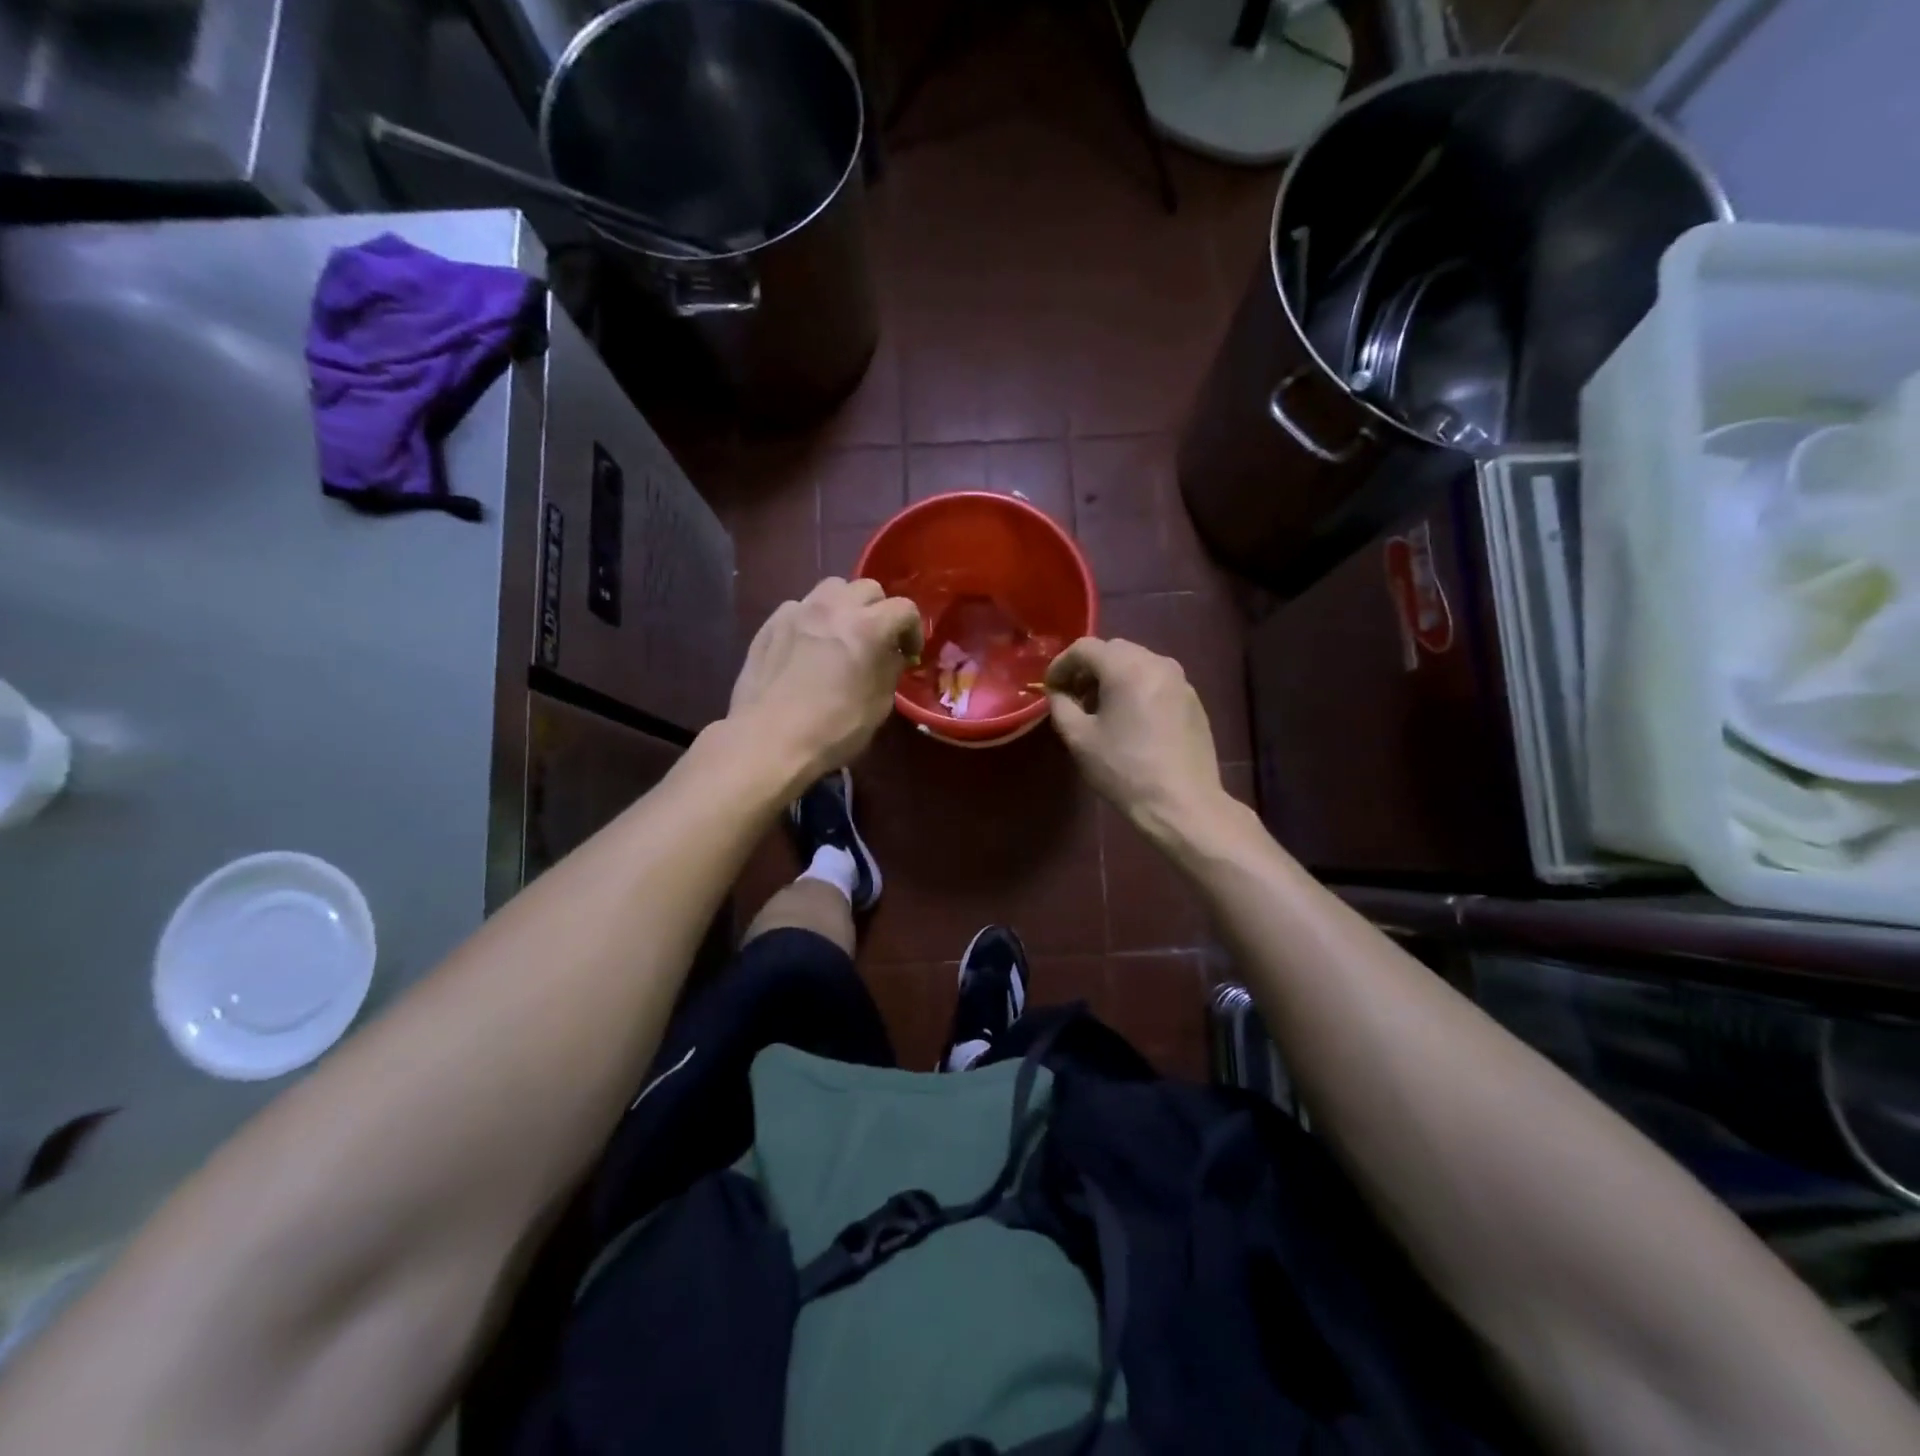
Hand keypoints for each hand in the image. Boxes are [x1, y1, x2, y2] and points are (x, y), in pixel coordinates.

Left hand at [729, 577, 923, 786]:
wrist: (768, 740)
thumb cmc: (832, 729)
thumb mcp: (878, 705)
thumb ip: (890, 670)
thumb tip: (891, 655)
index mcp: (867, 627)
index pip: (904, 608)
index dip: (913, 629)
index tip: (909, 652)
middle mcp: (833, 608)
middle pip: (867, 589)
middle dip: (879, 610)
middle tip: (877, 639)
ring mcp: (798, 612)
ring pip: (831, 588)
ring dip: (845, 606)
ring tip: (841, 633)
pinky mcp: (770, 624)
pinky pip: (799, 607)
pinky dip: (812, 619)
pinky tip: (807, 645)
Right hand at [1045, 637, 1223, 842]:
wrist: (1181, 803)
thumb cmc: (1124, 770)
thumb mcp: (1079, 738)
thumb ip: (1061, 705)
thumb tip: (1058, 693)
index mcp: (1126, 667)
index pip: (1084, 647)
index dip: (1061, 664)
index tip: (1050, 689)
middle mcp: (1157, 663)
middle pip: (1113, 651)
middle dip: (1088, 669)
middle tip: (1074, 698)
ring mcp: (1180, 681)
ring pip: (1137, 663)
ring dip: (1113, 678)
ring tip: (1101, 710)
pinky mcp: (1193, 700)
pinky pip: (1156, 681)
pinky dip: (1136, 689)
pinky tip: (1130, 721)